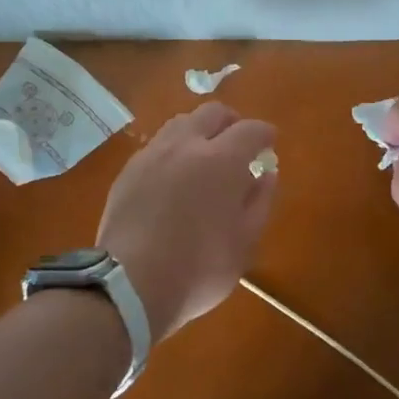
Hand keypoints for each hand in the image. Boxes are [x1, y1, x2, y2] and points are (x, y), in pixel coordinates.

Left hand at [96, 102, 277, 341]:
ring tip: (205, 156)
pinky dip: (174, 150)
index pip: (250, 130)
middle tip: (238, 144)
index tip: (270, 143)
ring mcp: (152, 155)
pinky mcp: (128, 171)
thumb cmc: (198, 269)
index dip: (264, 133)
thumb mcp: (244, 243)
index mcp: (221, 160)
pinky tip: (174, 175)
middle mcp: (186, 146)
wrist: (129, 285)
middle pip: (212, 113)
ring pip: (181, 123)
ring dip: (199, 131)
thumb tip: (267, 174)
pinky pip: (157, 146)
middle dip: (231, 122)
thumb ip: (260, 202)